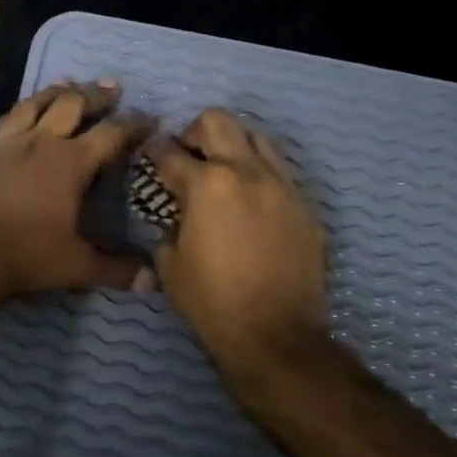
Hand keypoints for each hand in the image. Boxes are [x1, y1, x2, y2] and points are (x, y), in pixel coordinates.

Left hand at [0, 81, 153, 303]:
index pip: (111, 134)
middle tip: (111, 88)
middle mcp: (40, 142)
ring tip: (67, 84)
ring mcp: (4, 141)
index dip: (133, 125)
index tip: (149, 119)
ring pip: (34, 103)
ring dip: (55, 92)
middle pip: (72, 105)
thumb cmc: (25, 257)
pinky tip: (20, 113)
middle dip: (95, 95)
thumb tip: (151, 281)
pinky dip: (19, 111)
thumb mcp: (76, 267)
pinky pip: (2, 120)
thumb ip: (115, 269)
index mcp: (70, 164)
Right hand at [147, 109, 333, 386]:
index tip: (150, 157)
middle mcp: (247, 173)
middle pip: (218, 121)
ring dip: (234, 147)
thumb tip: (177, 212)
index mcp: (206, 184)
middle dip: (195, 132)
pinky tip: (252, 205)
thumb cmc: (211, 301)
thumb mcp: (170, 263)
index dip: (153, 152)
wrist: (275, 335)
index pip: (170, 152)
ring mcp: (283, 187)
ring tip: (225, 174)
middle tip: (189, 158)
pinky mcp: (306, 207)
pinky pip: (281, 174)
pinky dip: (261, 177)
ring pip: (258, 138)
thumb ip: (170, 224)